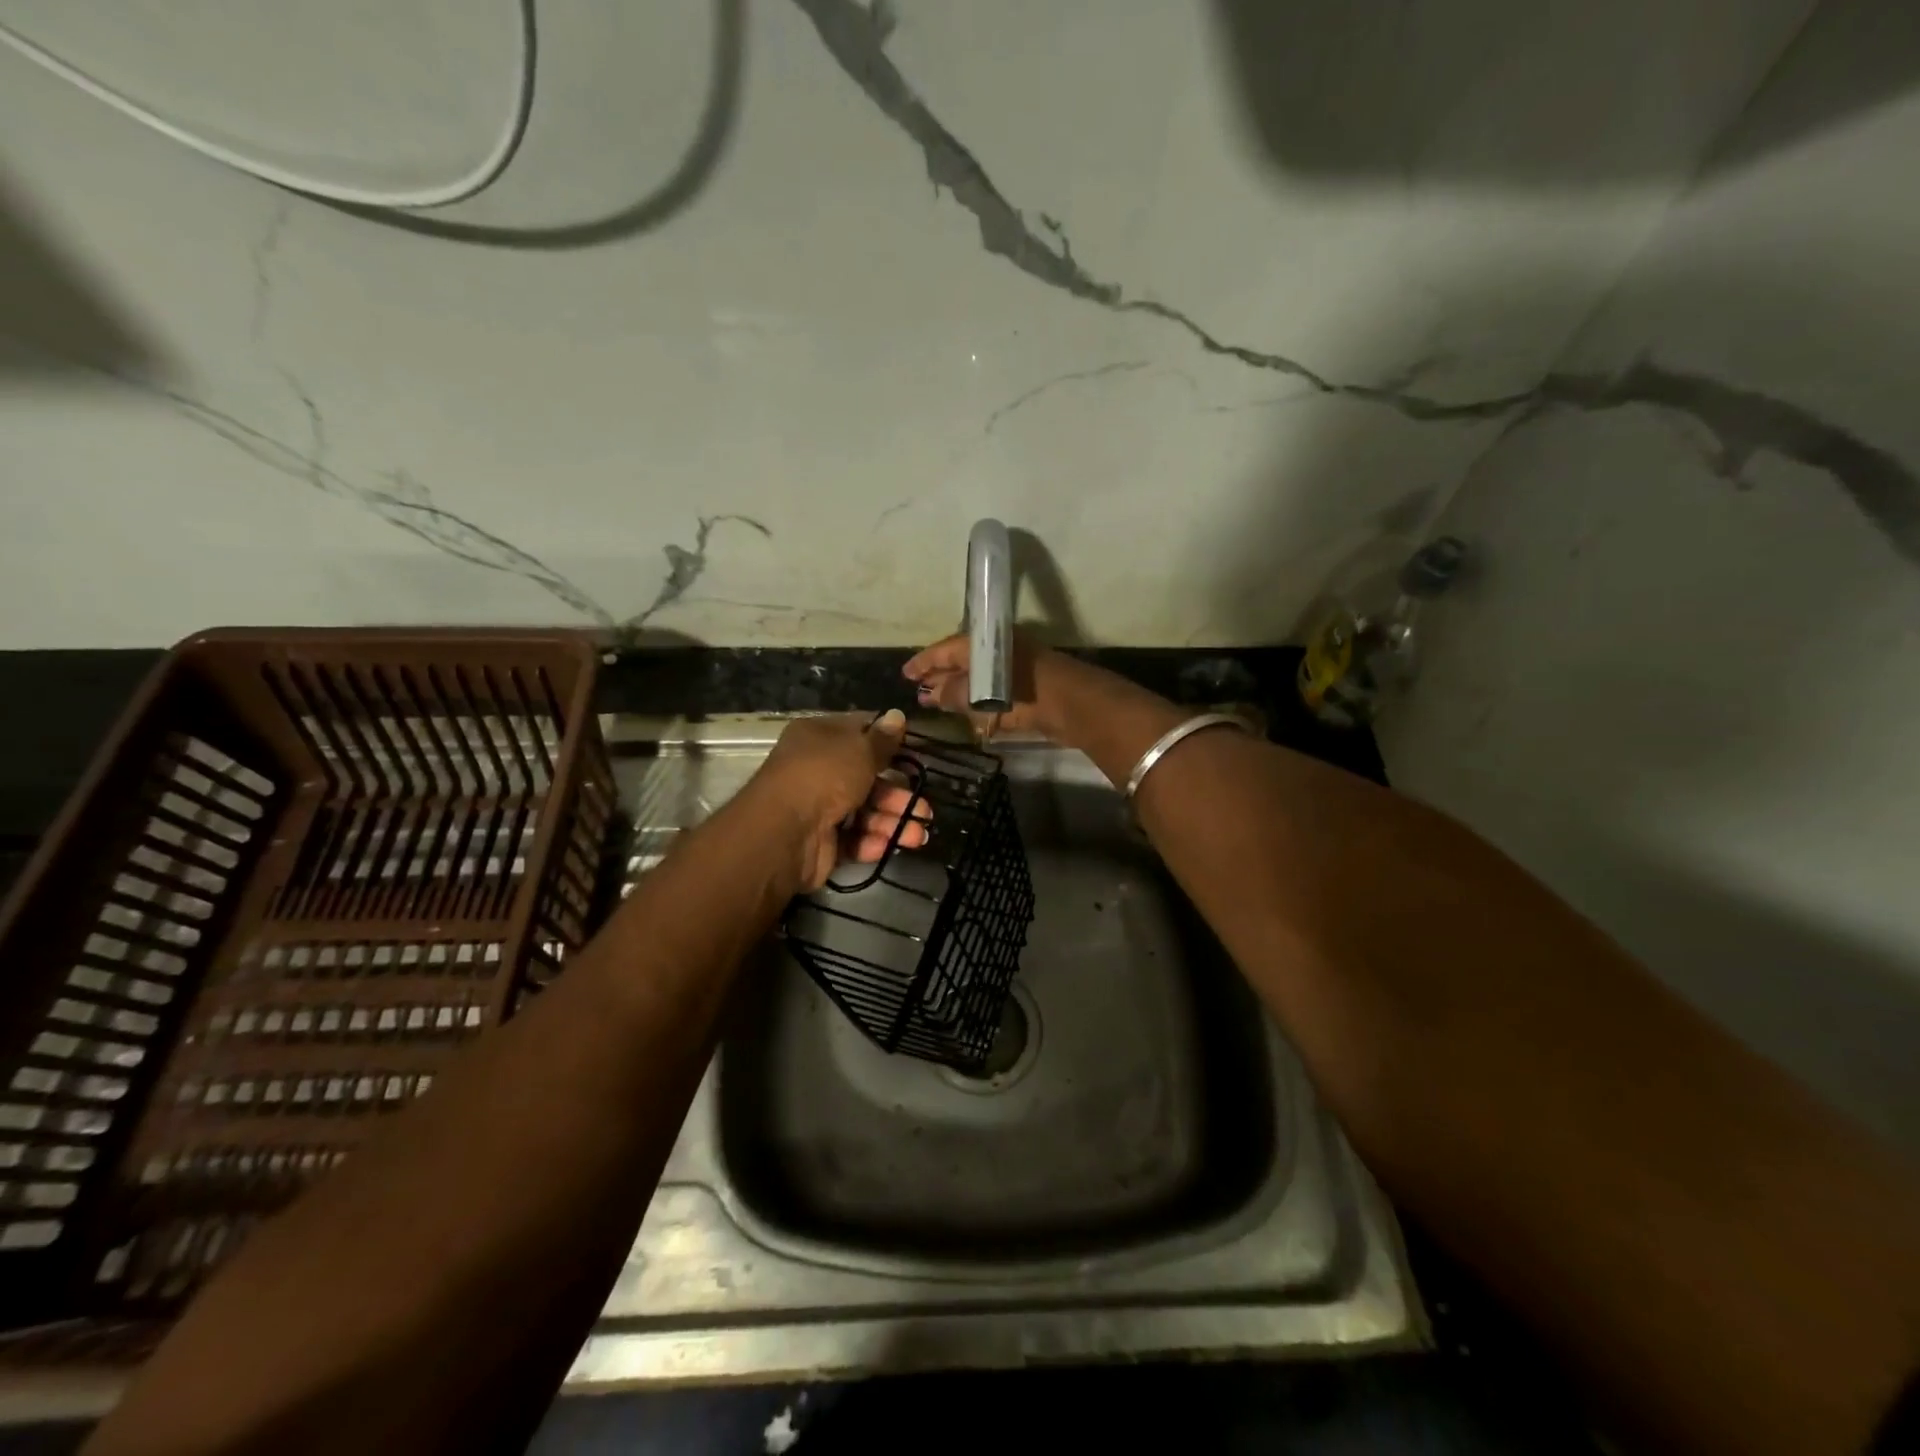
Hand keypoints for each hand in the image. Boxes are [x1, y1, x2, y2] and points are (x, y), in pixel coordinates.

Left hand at [746, 710, 930, 890]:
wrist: (785, 832)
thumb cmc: (824, 776)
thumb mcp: (860, 749)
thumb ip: (883, 739)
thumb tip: (897, 715)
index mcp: (820, 737)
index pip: (859, 732)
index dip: (888, 741)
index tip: (916, 752)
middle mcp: (817, 769)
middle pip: (867, 778)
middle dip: (898, 793)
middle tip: (925, 808)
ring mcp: (819, 807)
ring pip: (865, 811)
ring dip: (893, 821)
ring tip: (919, 834)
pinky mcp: (822, 841)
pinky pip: (854, 838)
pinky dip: (872, 841)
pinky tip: (891, 844)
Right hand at [903, 630, 1058, 738]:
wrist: (1073, 704)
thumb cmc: (1024, 692)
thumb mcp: (982, 692)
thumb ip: (955, 693)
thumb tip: (932, 693)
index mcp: (984, 643)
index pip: (945, 649)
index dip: (924, 662)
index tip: (905, 673)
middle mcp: (996, 651)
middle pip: (960, 661)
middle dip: (939, 676)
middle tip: (918, 690)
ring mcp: (1011, 669)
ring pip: (975, 677)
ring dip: (956, 689)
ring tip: (934, 702)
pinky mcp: (1023, 688)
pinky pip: (991, 690)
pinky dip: (975, 699)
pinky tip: (964, 711)